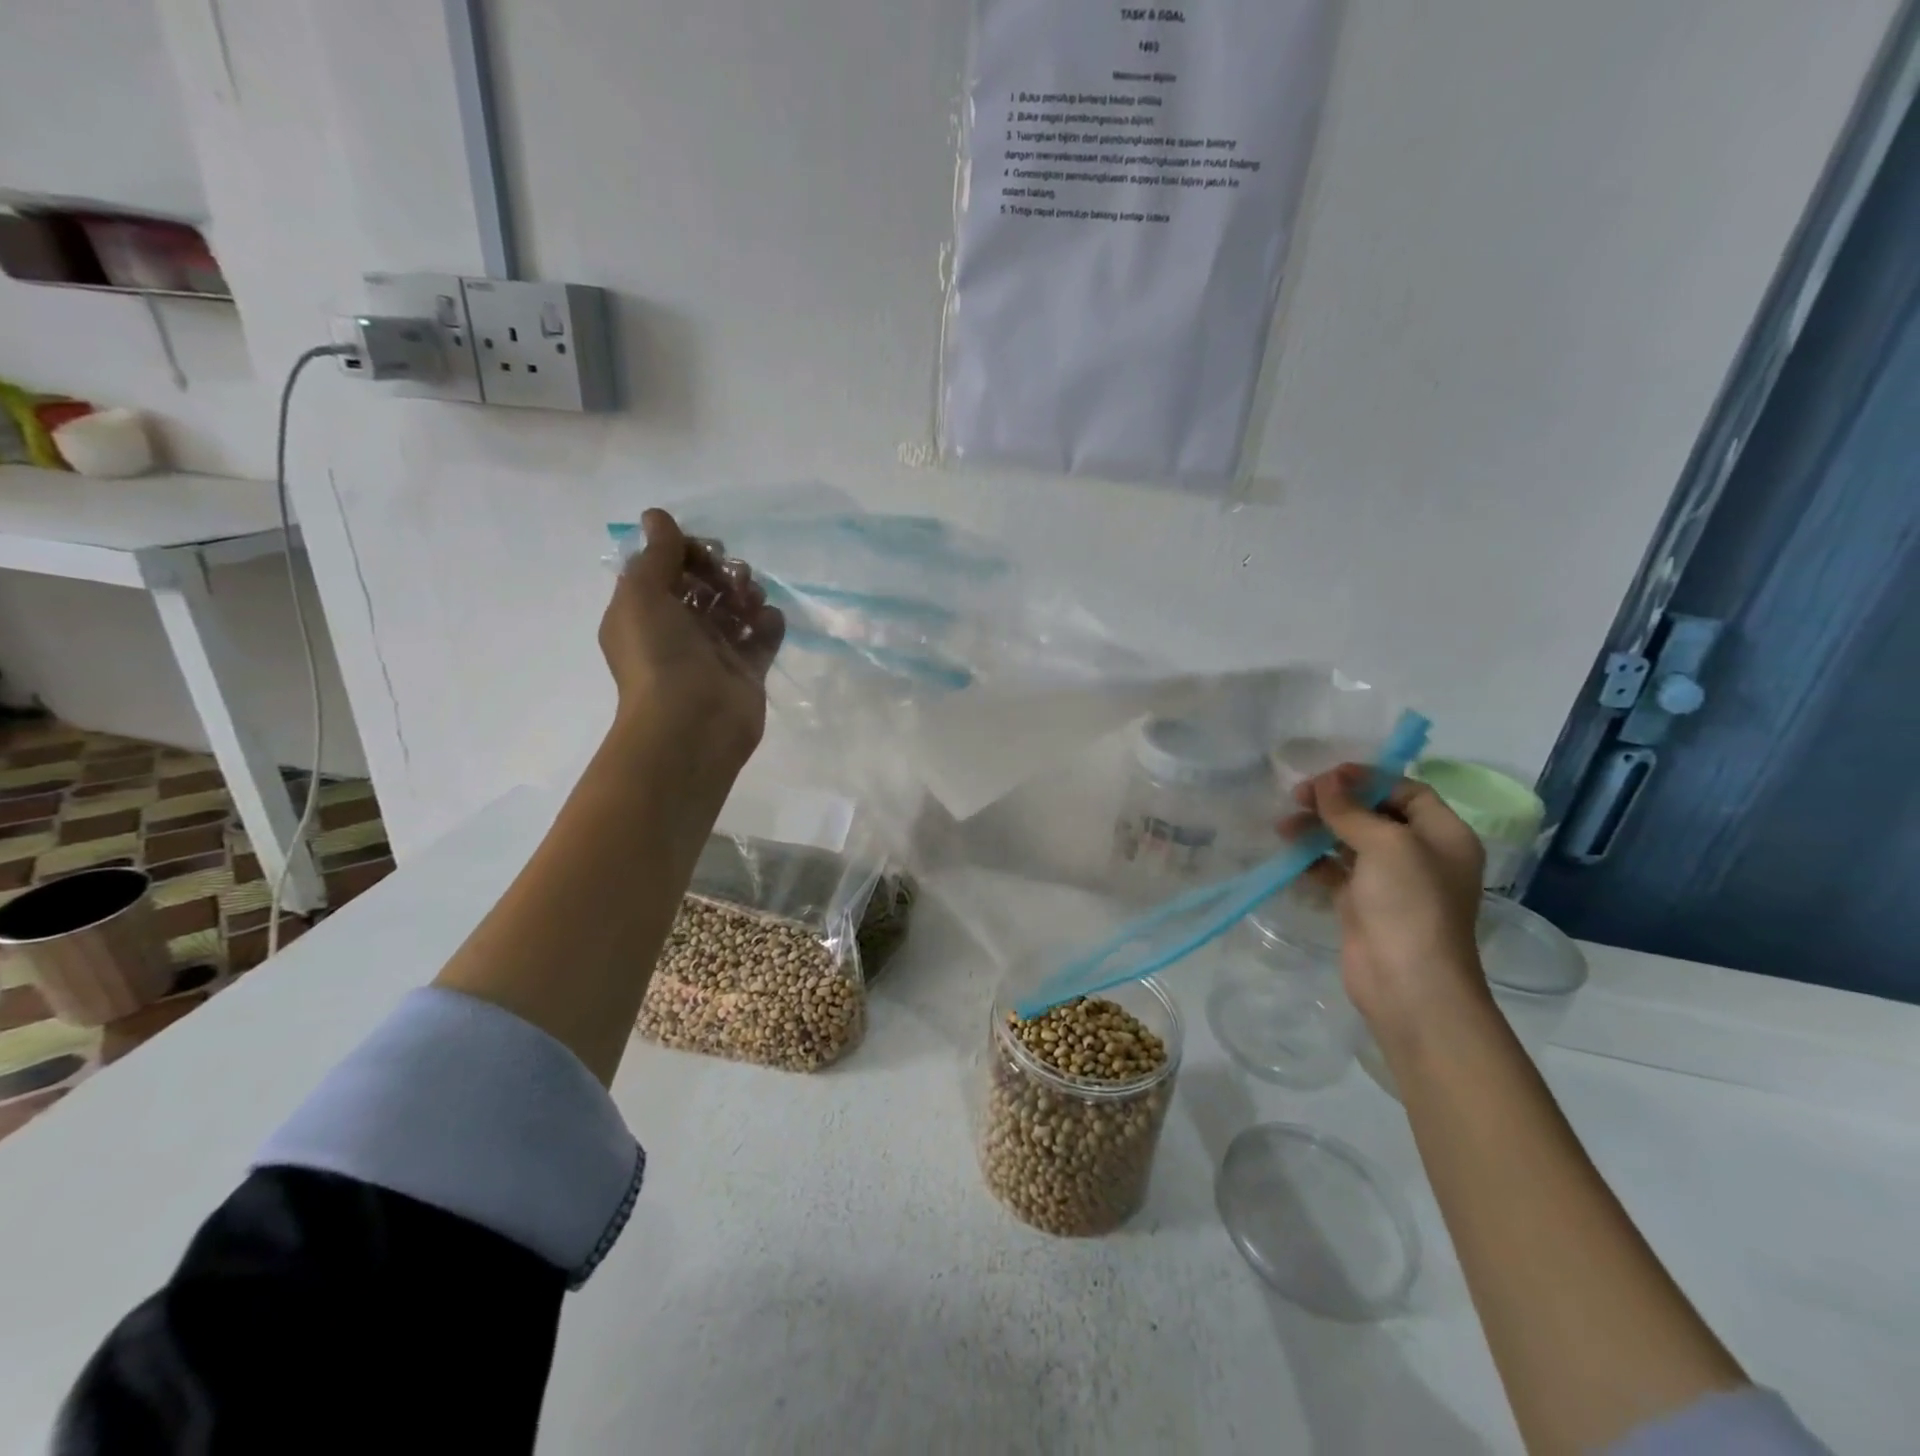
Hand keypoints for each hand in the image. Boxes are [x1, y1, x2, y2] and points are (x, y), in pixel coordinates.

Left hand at [598, 508, 784, 763]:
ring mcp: (715, 652)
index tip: (704, 552)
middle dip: (722, 571)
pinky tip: (767, 622)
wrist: (691, 724)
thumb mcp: (642, 595)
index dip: (687, 552)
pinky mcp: (747, 671)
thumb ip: (655, 554)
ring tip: (750, 602)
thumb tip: (657, 516)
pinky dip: (768, 623)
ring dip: (747, 593)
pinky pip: (762, 636)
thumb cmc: (658, 656)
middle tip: (733, 579)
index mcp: (646, 611)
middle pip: (705, 584)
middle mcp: (678, 629)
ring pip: (735, 607)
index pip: (668, 567)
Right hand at [1287, 765, 1489, 1045]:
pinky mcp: (1362, 904)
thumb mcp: (1385, 844)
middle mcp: (1420, 854)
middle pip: (1374, 813)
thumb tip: (1325, 781)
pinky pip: (1335, 870)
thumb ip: (1351, 810)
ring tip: (1283, 826)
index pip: (1406, 791)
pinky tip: (1290, 855)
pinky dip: (1313, 860)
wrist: (1408, 983)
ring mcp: (1390, 882)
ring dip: (1318, 829)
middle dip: (1336, 802)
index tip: (1327, 777)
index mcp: (1443, 835)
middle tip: (1297, 797)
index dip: (1368, 779)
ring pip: (1350, 841)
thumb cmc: (1409, 904)